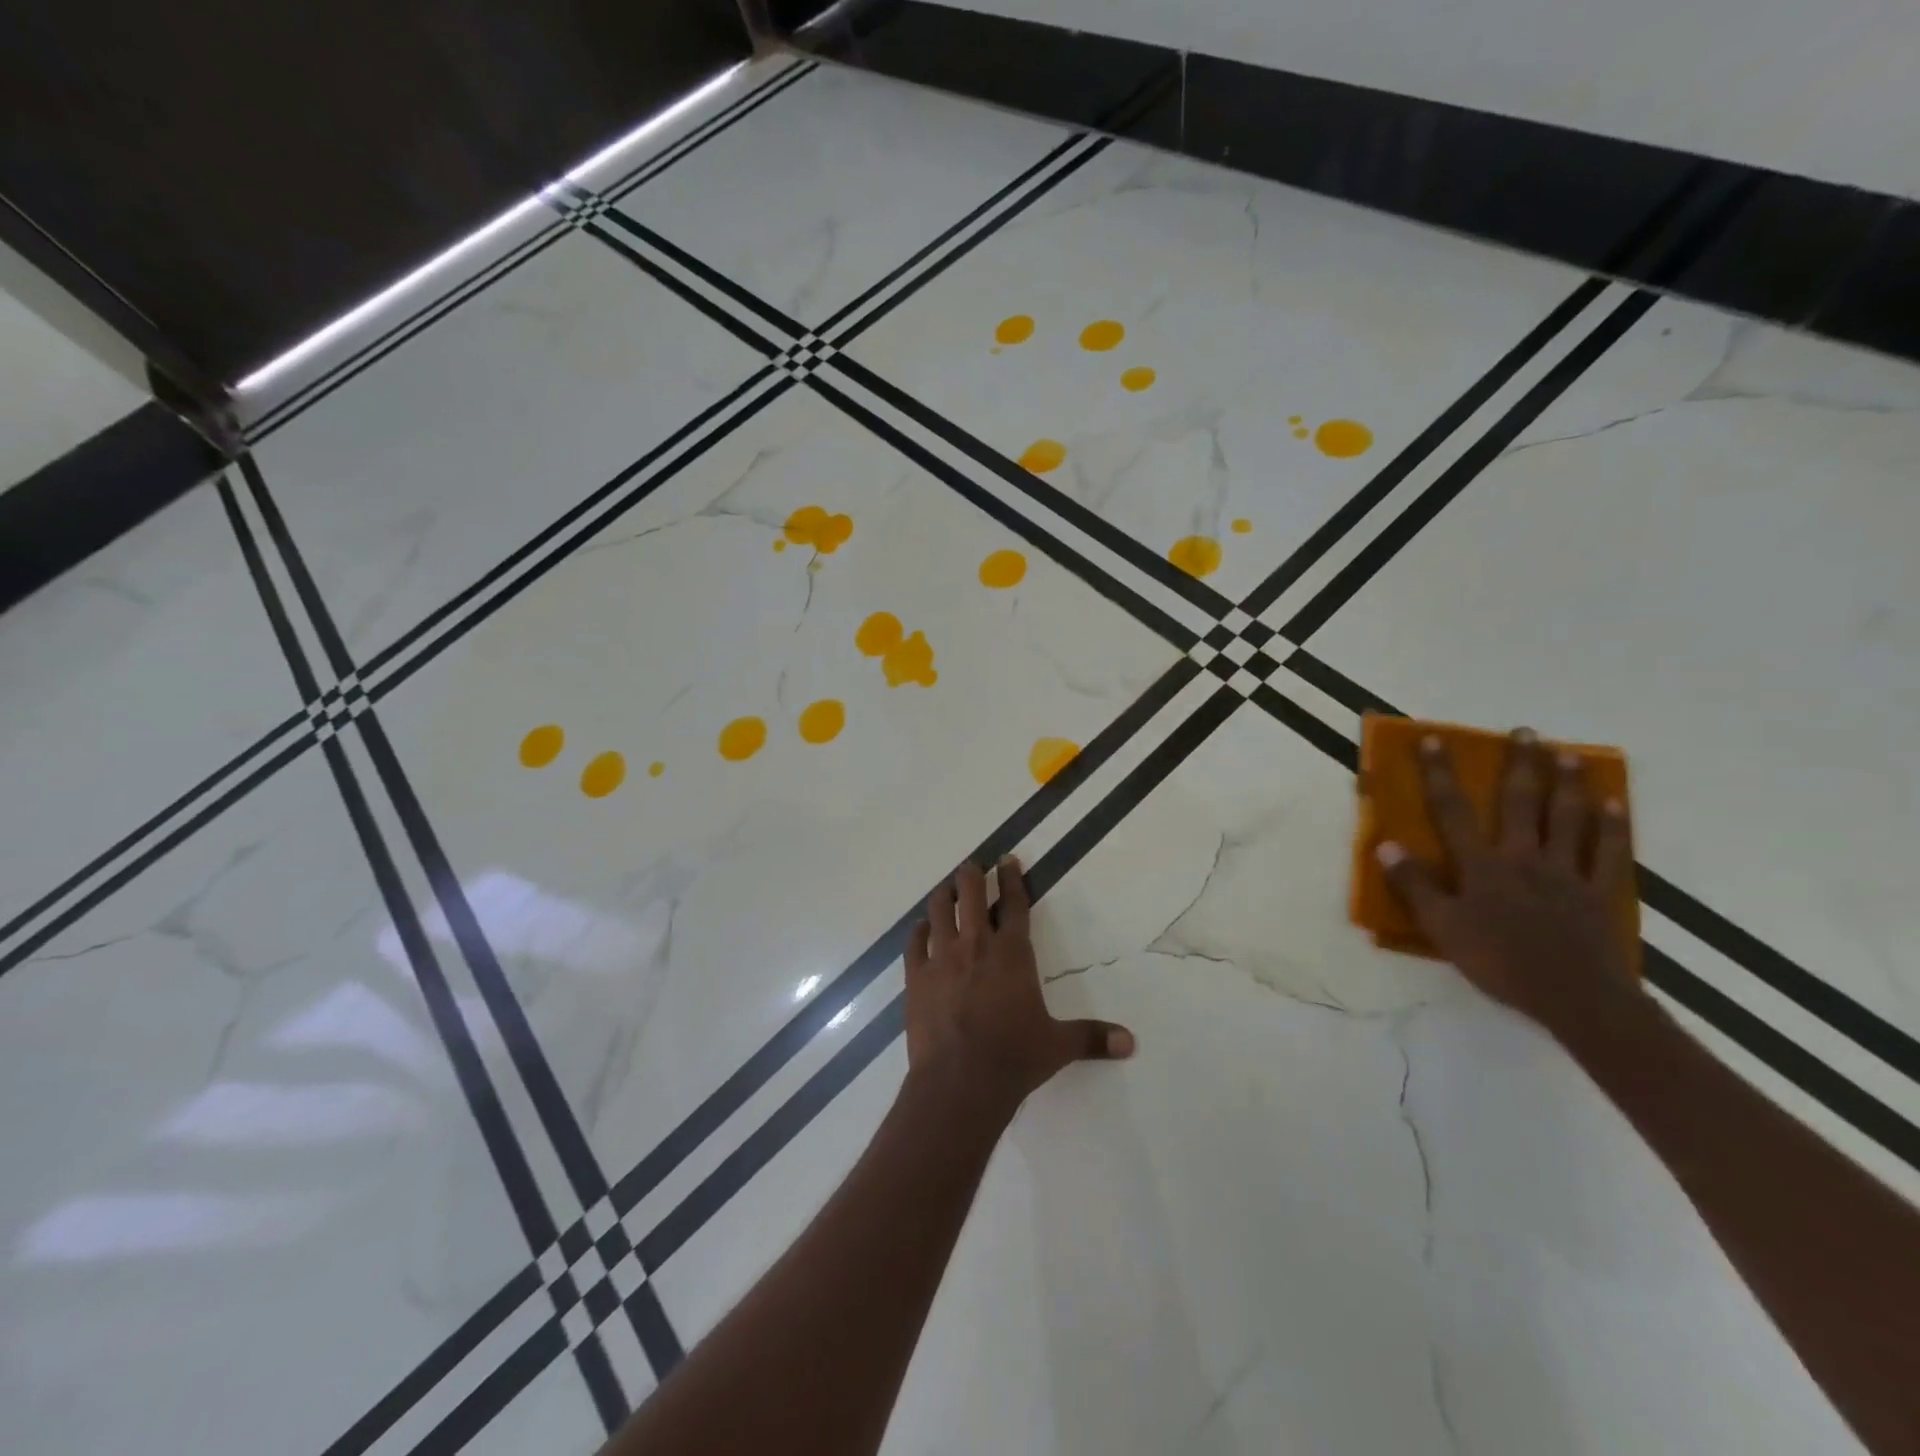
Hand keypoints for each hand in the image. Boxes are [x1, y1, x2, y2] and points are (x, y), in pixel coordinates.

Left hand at [904, 856, 1134, 1122]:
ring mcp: (942, 958)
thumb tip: (1131, 1042)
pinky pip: (914, 942)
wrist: (960, 1081)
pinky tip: (921, 929)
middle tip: (972, 866)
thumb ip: (1092, 1037)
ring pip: (938, 910)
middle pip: (969, 894)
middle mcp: (976, 945)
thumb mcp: (1058, 1046)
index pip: (1014, 904)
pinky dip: (918, 931)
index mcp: (1012, 953)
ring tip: (946, 889)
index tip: (1007, 859)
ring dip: (943, 895)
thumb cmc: (1014, 1058)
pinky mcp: (916, 977)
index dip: (1011, 878)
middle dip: (971, 874)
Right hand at [1377, 728, 1640, 1039]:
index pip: (1453, 811)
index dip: (1440, 774)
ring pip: (1567, 818)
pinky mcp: (1600, 891)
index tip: (1433, 741)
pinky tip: (1614, 802)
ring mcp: (1566, 872)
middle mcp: (1523, 856)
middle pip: (1520, 802)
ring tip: (1567, 753)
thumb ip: (1415, 886)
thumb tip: (1387, 846)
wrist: (1575, 997)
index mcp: (1481, 865)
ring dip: (1566, 783)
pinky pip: (1608, 851)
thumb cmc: (1499, 962)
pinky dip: (1613, 824)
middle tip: (1524, 731)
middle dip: (1519, 764)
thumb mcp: (1442, 928)